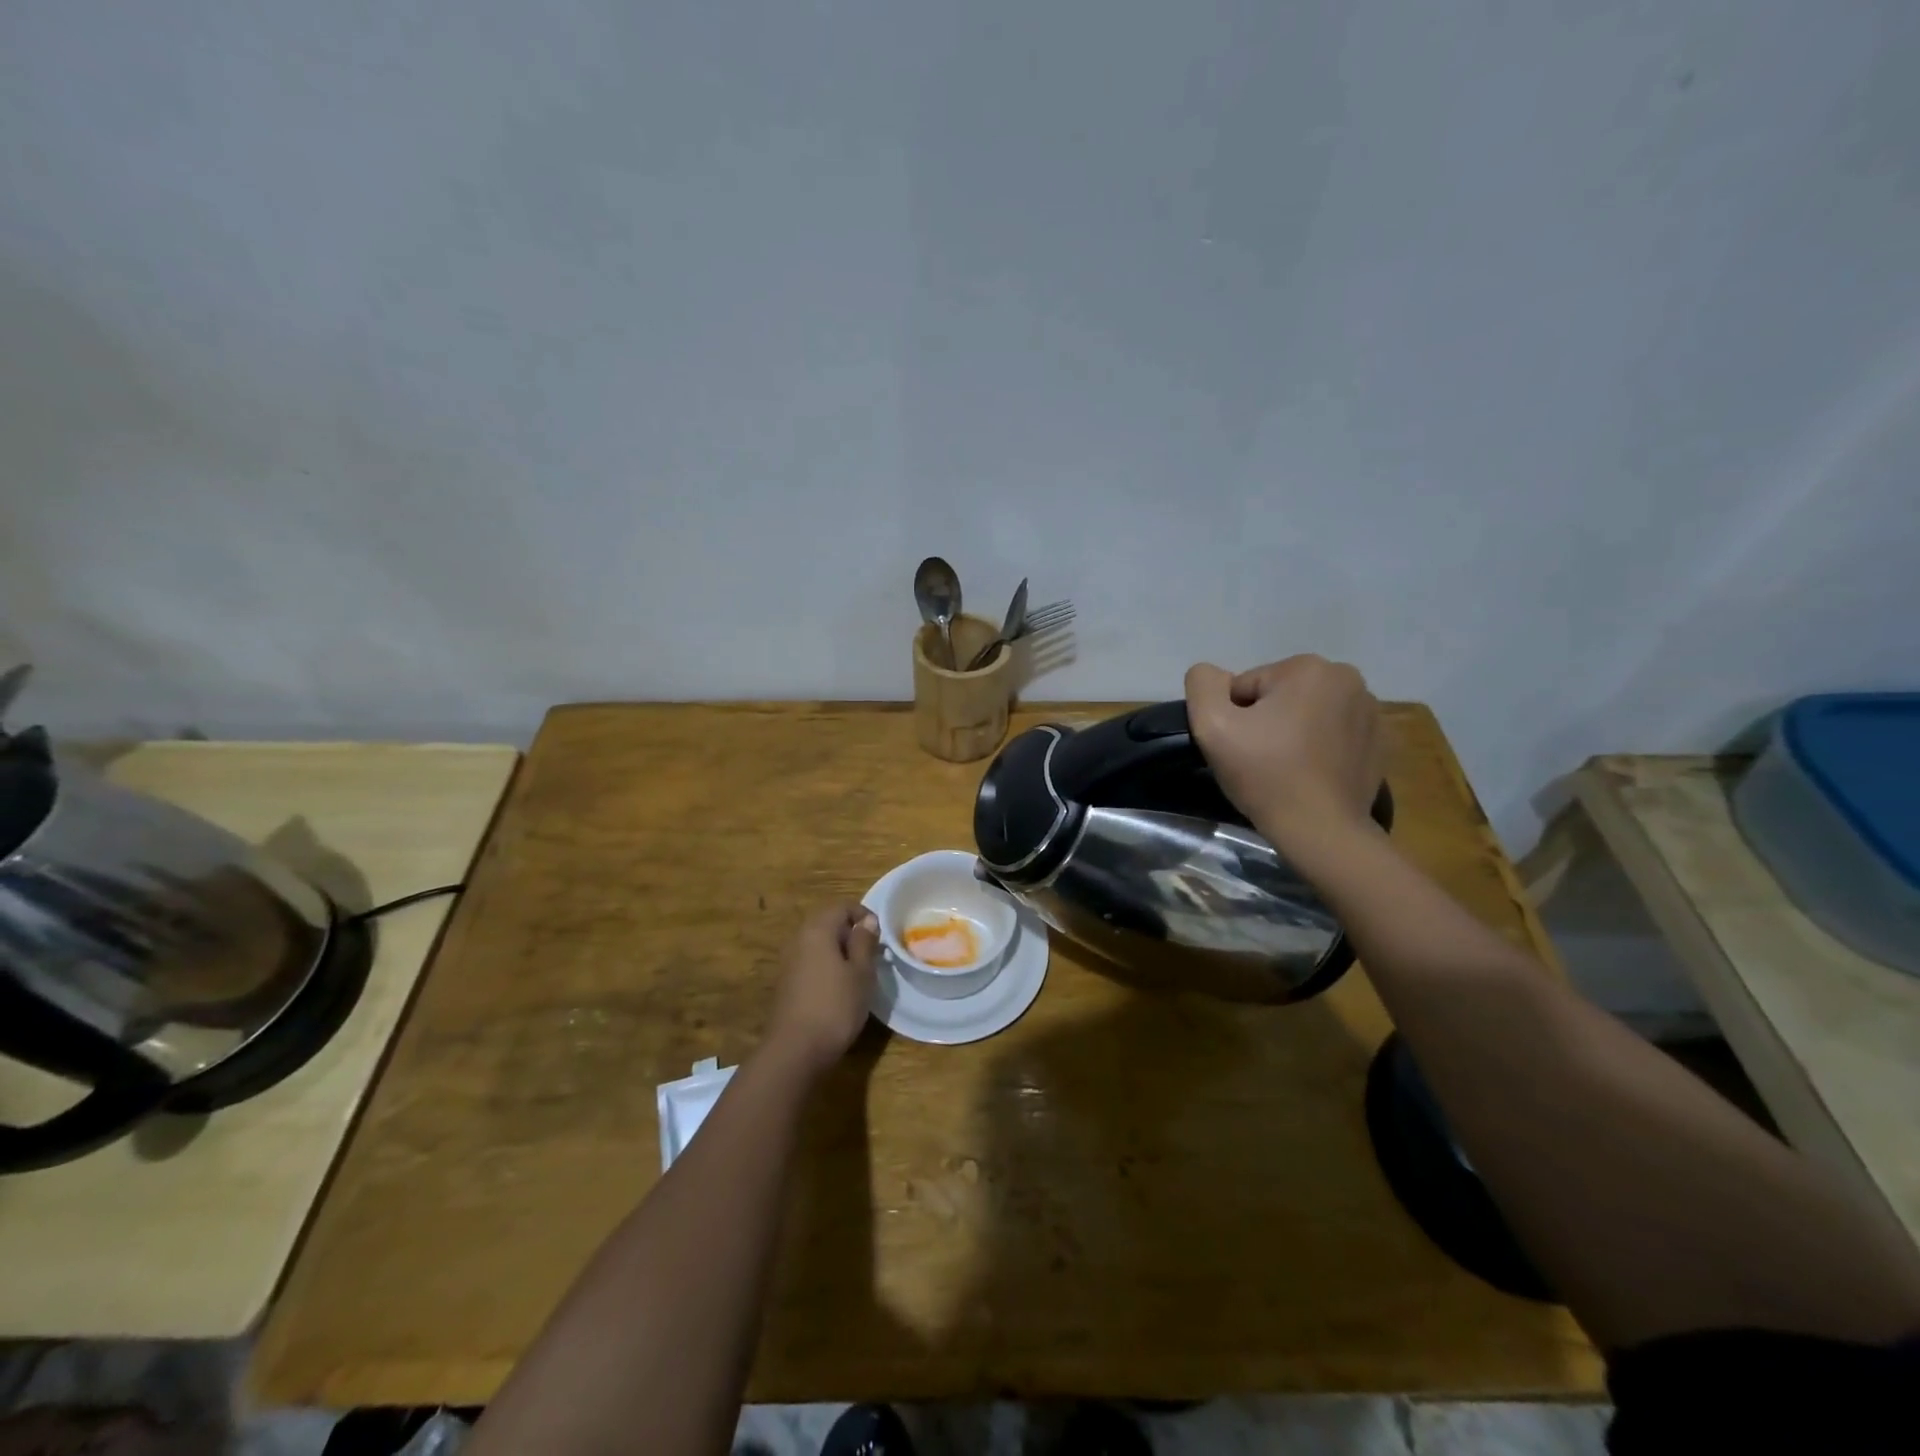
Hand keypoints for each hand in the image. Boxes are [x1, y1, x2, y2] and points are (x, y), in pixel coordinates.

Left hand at [765, 902, 879, 1075]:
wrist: (795, 1050)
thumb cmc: (835, 1006)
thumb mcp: (861, 973)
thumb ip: (864, 942)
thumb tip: (867, 920)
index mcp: (817, 930)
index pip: (842, 907)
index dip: (863, 915)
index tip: (880, 936)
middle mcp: (798, 939)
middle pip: (827, 922)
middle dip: (850, 932)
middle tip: (871, 954)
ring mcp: (788, 961)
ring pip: (818, 943)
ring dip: (838, 950)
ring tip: (858, 972)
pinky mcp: (785, 982)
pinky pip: (810, 961)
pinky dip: (826, 965)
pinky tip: (838, 988)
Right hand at [1184, 655, 1384, 852]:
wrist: (1321, 830)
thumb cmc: (1265, 774)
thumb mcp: (1212, 725)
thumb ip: (1203, 685)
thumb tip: (1214, 675)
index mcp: (1308, 668)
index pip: (1247, 686)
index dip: (1234, 718)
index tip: (1241, 748)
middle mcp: (1347, 678)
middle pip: (1279, 695)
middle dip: (1265, 721)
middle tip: (1260, 759)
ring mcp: (1370, 710)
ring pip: (1306, 712)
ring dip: (1291, 732)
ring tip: (1286, 769)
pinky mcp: (1379, 740)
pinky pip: (1332, 733)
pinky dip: (1318, 747)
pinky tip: (1310, 774)